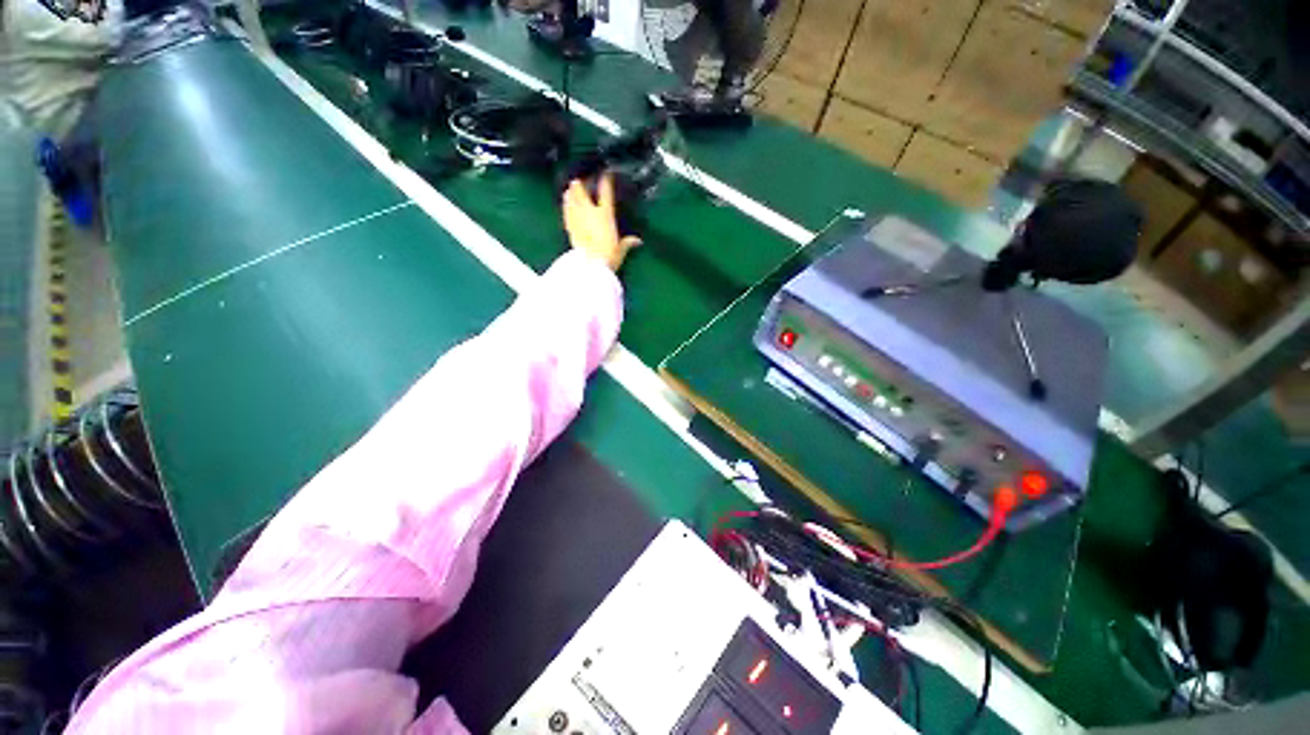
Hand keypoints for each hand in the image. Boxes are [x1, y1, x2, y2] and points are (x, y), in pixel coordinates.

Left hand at [563, 174, 640, 271]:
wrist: (591, 263)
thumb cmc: (609, 255)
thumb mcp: (620, 250)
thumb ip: (627, 243)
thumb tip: (638, 241)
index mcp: (605, 215)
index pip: (606, 194)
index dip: (606, 182)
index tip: (606, 174)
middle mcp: (590, 213)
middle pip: (582, 194)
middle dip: (580, 186)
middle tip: (577, 180)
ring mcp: (578, 220)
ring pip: (572, 202)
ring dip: (570, 195)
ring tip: (568, 190)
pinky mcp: (570, 229)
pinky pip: (567, 215)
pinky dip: (566, 208)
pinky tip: (565, 205)